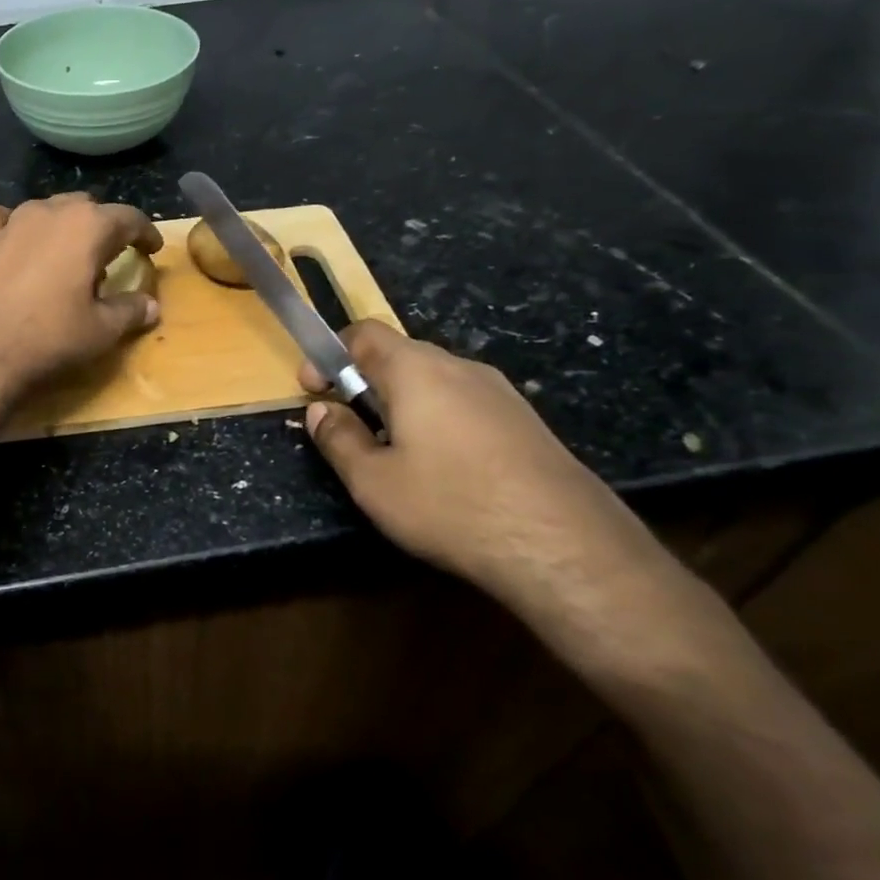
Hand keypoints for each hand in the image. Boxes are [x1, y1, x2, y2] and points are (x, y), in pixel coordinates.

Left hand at [0, 193, 163, 403]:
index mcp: (88, 226)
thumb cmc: (49, 337)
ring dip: (62, 224)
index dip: (145, 233)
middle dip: (103, 226)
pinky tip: (14, 242)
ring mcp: (12, 222)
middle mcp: (50, 212)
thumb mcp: (102, 330)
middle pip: (86, 207)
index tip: (152, 248)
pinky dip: (11, 224)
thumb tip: (151, 306)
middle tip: (110, 255)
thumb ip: (131, 311)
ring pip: (46, 208)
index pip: (128, 218)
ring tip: (67, 253)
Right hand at [301, 320, 669, 623]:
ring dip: (402, 404)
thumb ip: (338, 438)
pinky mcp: (526, 422)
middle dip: (365, 382)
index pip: (364, 333)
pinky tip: (443, 470)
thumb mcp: (373, 480)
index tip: (314, 392)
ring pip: (434, 382)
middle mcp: (460, 367)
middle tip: (349, 426)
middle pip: (400, 355)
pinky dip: (438, 421)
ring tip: (393, 453)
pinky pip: (466, 405)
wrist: (566, 546)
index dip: (330, 355)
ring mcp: (500, 393)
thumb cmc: (451, 504)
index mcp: (416, 370)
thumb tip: (319, 410)